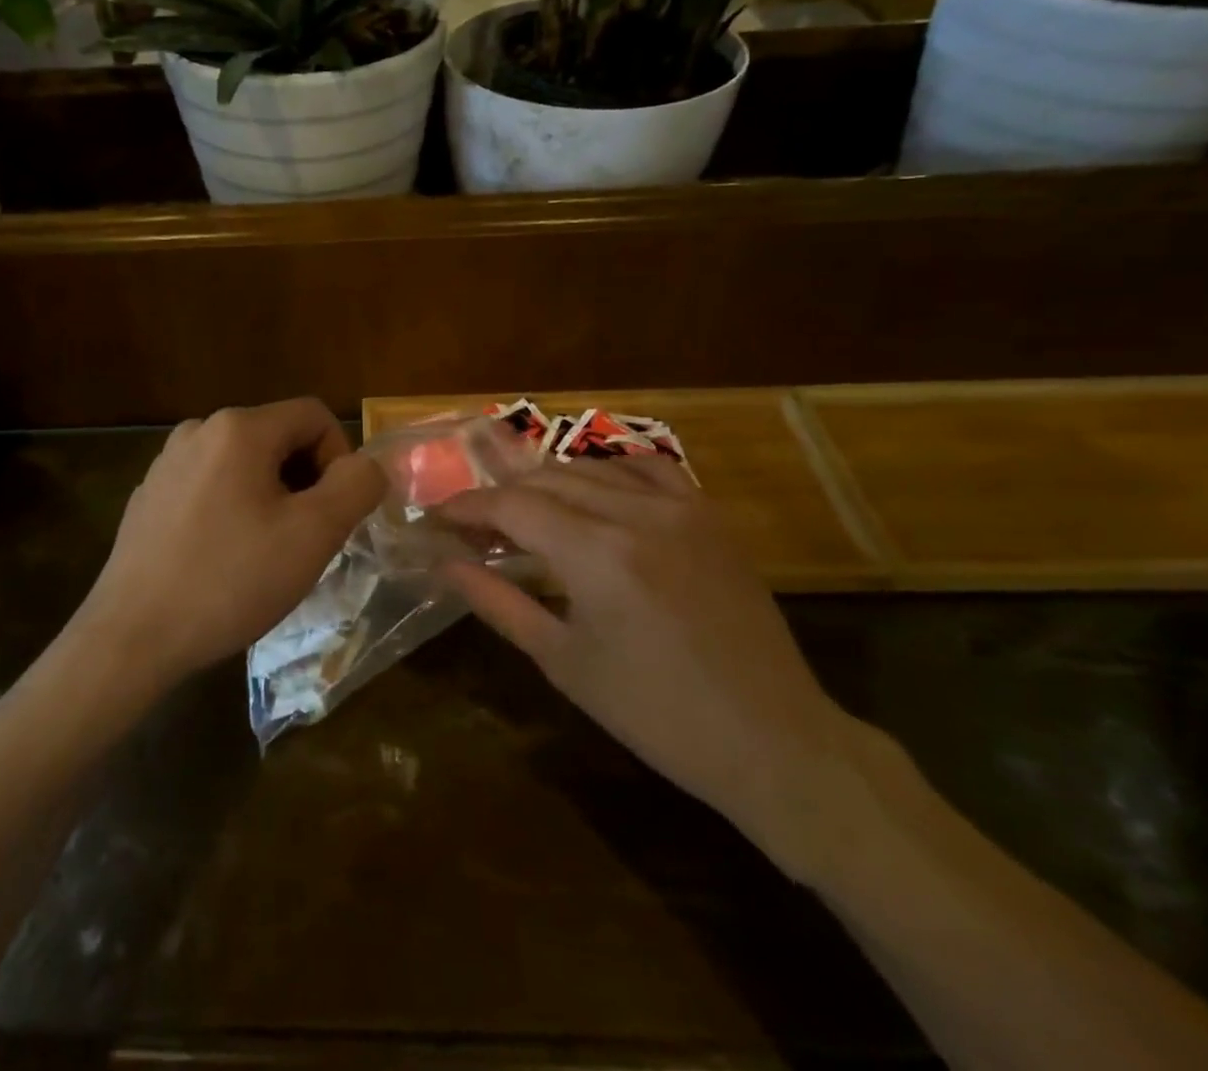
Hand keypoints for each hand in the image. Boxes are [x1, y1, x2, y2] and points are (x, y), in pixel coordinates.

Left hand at [73, 399, 385, 692]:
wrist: (132, 636)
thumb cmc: (229, 580)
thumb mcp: (313, 534)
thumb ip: (356, 486)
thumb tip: (366, 465)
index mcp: (238, 427)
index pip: (314, 415)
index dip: (340, 457)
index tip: (333, 513)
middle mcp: (198, 430)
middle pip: (278, 438)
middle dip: (305, 482)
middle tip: (304, 540)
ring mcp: (167, 462)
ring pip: (245, 465)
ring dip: (271, 498)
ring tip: (265, 554)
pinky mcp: (149, 495)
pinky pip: (210, 487)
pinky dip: (233, 510)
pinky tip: (222, 560)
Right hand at [439, 457, 854, 861]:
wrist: (772, 740)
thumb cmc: (655, 714)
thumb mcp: (563, 661)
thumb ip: (497, 602)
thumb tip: (443, 565)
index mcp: (596, 554)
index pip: (511, 505)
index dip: (466, 508)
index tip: (435, 520)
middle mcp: (636, 513)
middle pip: (544, 479)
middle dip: (500, 499)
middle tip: (474, 530)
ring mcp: (679, 507)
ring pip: (589, 468)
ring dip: (546, 484)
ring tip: (524, 516)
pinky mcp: (708, 514)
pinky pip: (645, 468)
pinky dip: (605, 472)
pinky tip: (591, 494)